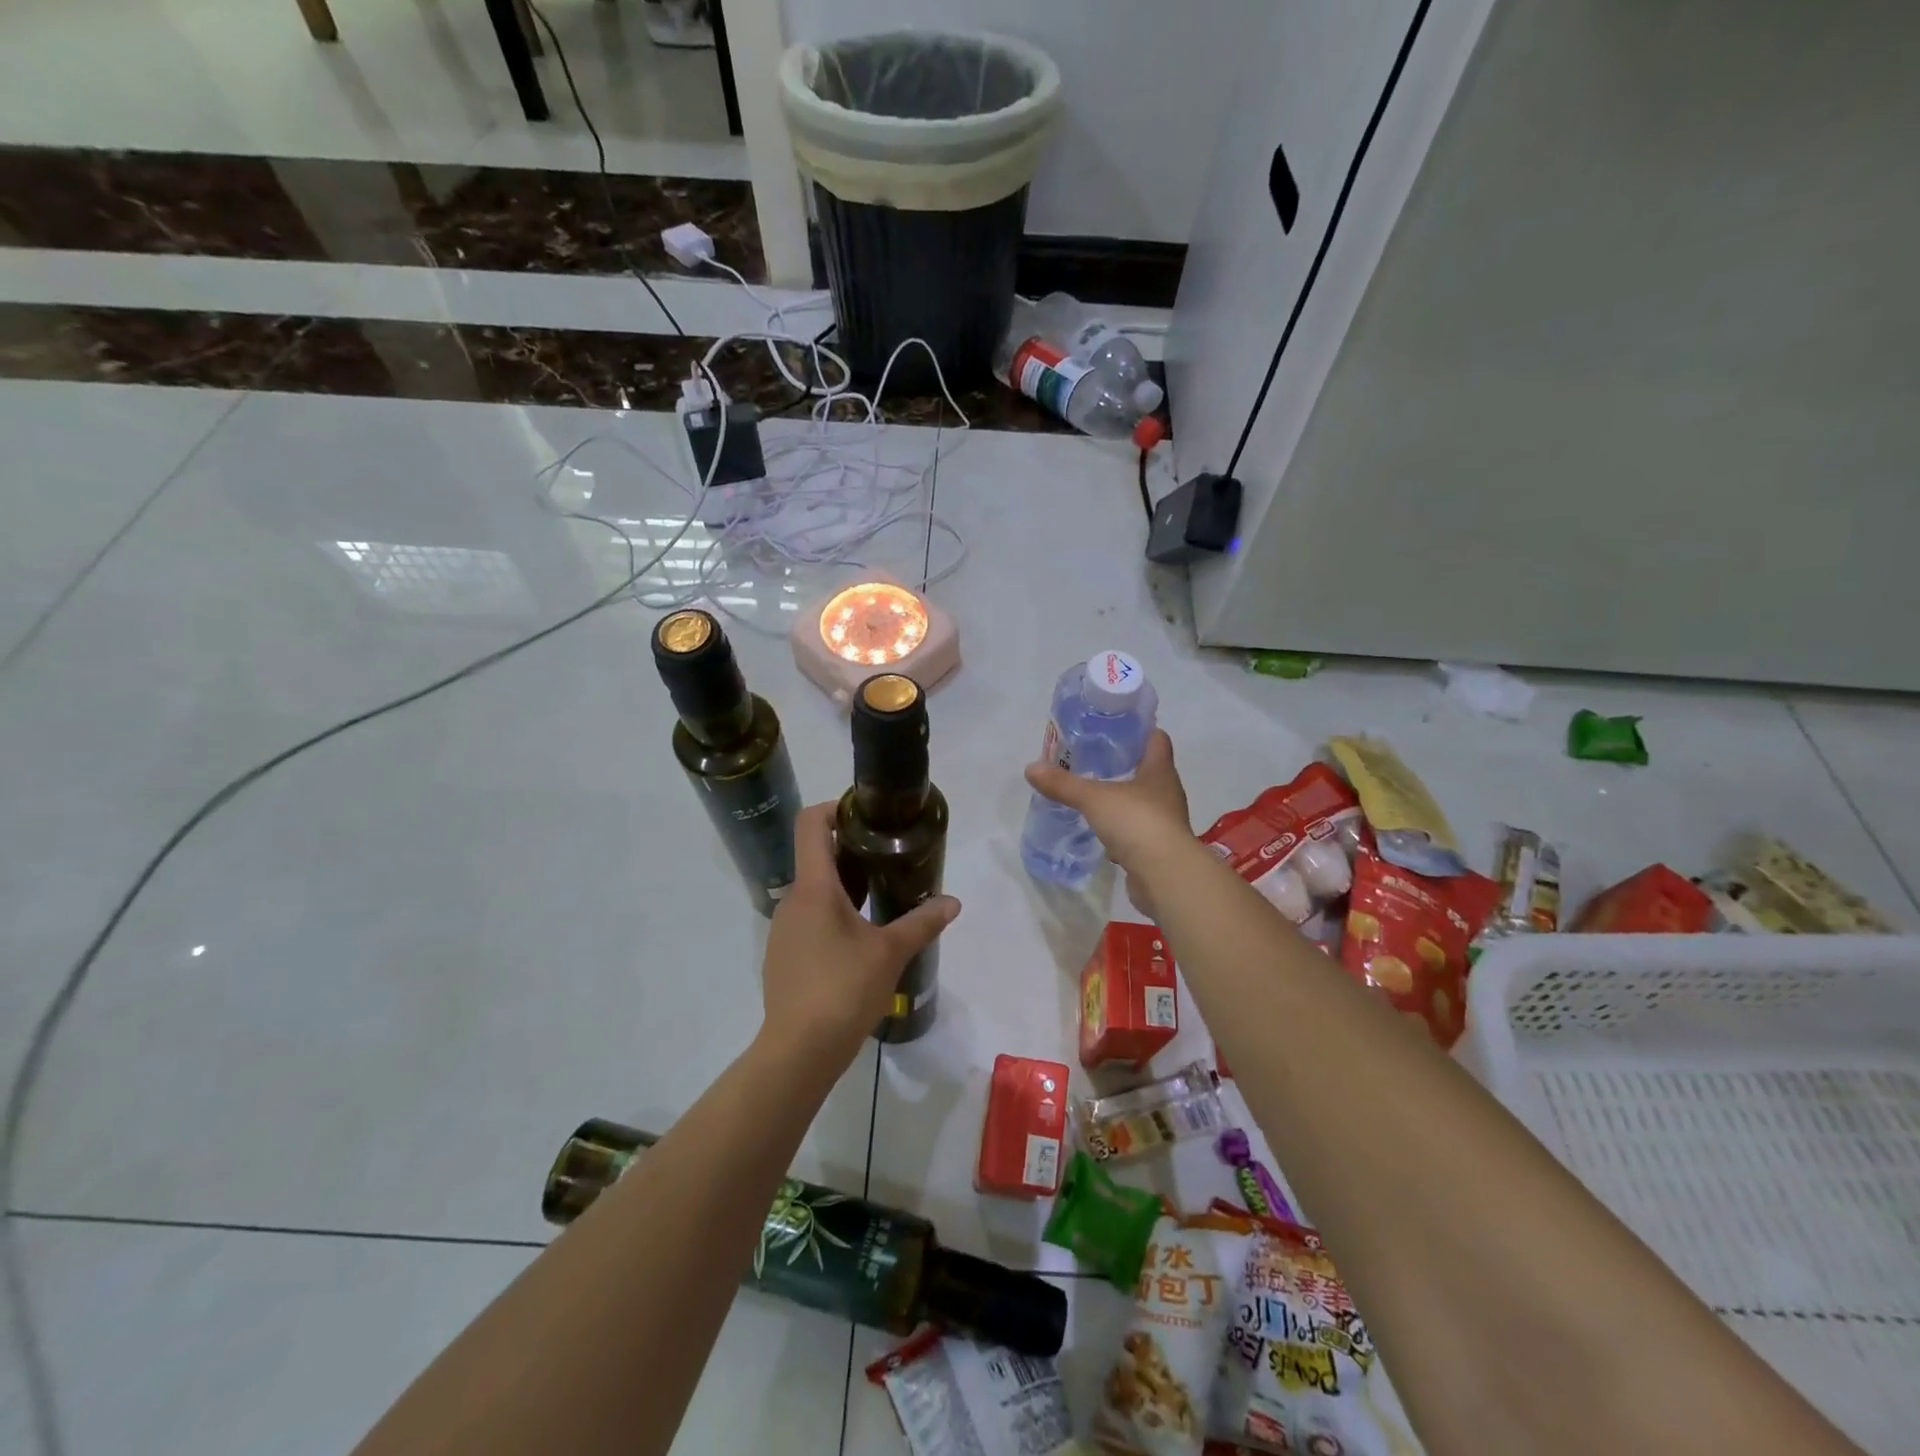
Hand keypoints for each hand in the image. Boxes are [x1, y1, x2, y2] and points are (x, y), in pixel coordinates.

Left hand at [759, 802, 960, 1069]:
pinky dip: (833, 915)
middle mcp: (792, 901)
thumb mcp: (891, 952)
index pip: (811, 824)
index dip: (835, 807)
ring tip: (881, 897)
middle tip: (889, 857)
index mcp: (813, 888)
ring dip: (844, 886)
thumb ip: (922, 922)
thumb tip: (952, 902)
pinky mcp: (784, 956)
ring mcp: (783, 930)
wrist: (798, 1051)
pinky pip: (808, 919)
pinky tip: (859, 940)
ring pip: (814, 891)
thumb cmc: (843, 989)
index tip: (866, 815)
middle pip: (816, 857)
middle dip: (851, 851)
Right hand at [1025, 729, 1191, 914]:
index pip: (1157, 739)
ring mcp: (1164, 822)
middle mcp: (1167, 793)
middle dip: (1124, 764)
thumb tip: (1031, 768)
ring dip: (1122, 798)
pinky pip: (1136, 832)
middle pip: (1148, 770)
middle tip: (1093, 759)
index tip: (1115, 728)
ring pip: (1142, 802)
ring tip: (1093, 794)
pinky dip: (1120, 830)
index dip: (1139, 730)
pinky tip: (1101, 831)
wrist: (1164, 875)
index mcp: (1160, 771)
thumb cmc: (1137, 822)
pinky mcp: (1157, 848)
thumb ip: (1063, 784)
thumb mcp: (1094, 798)